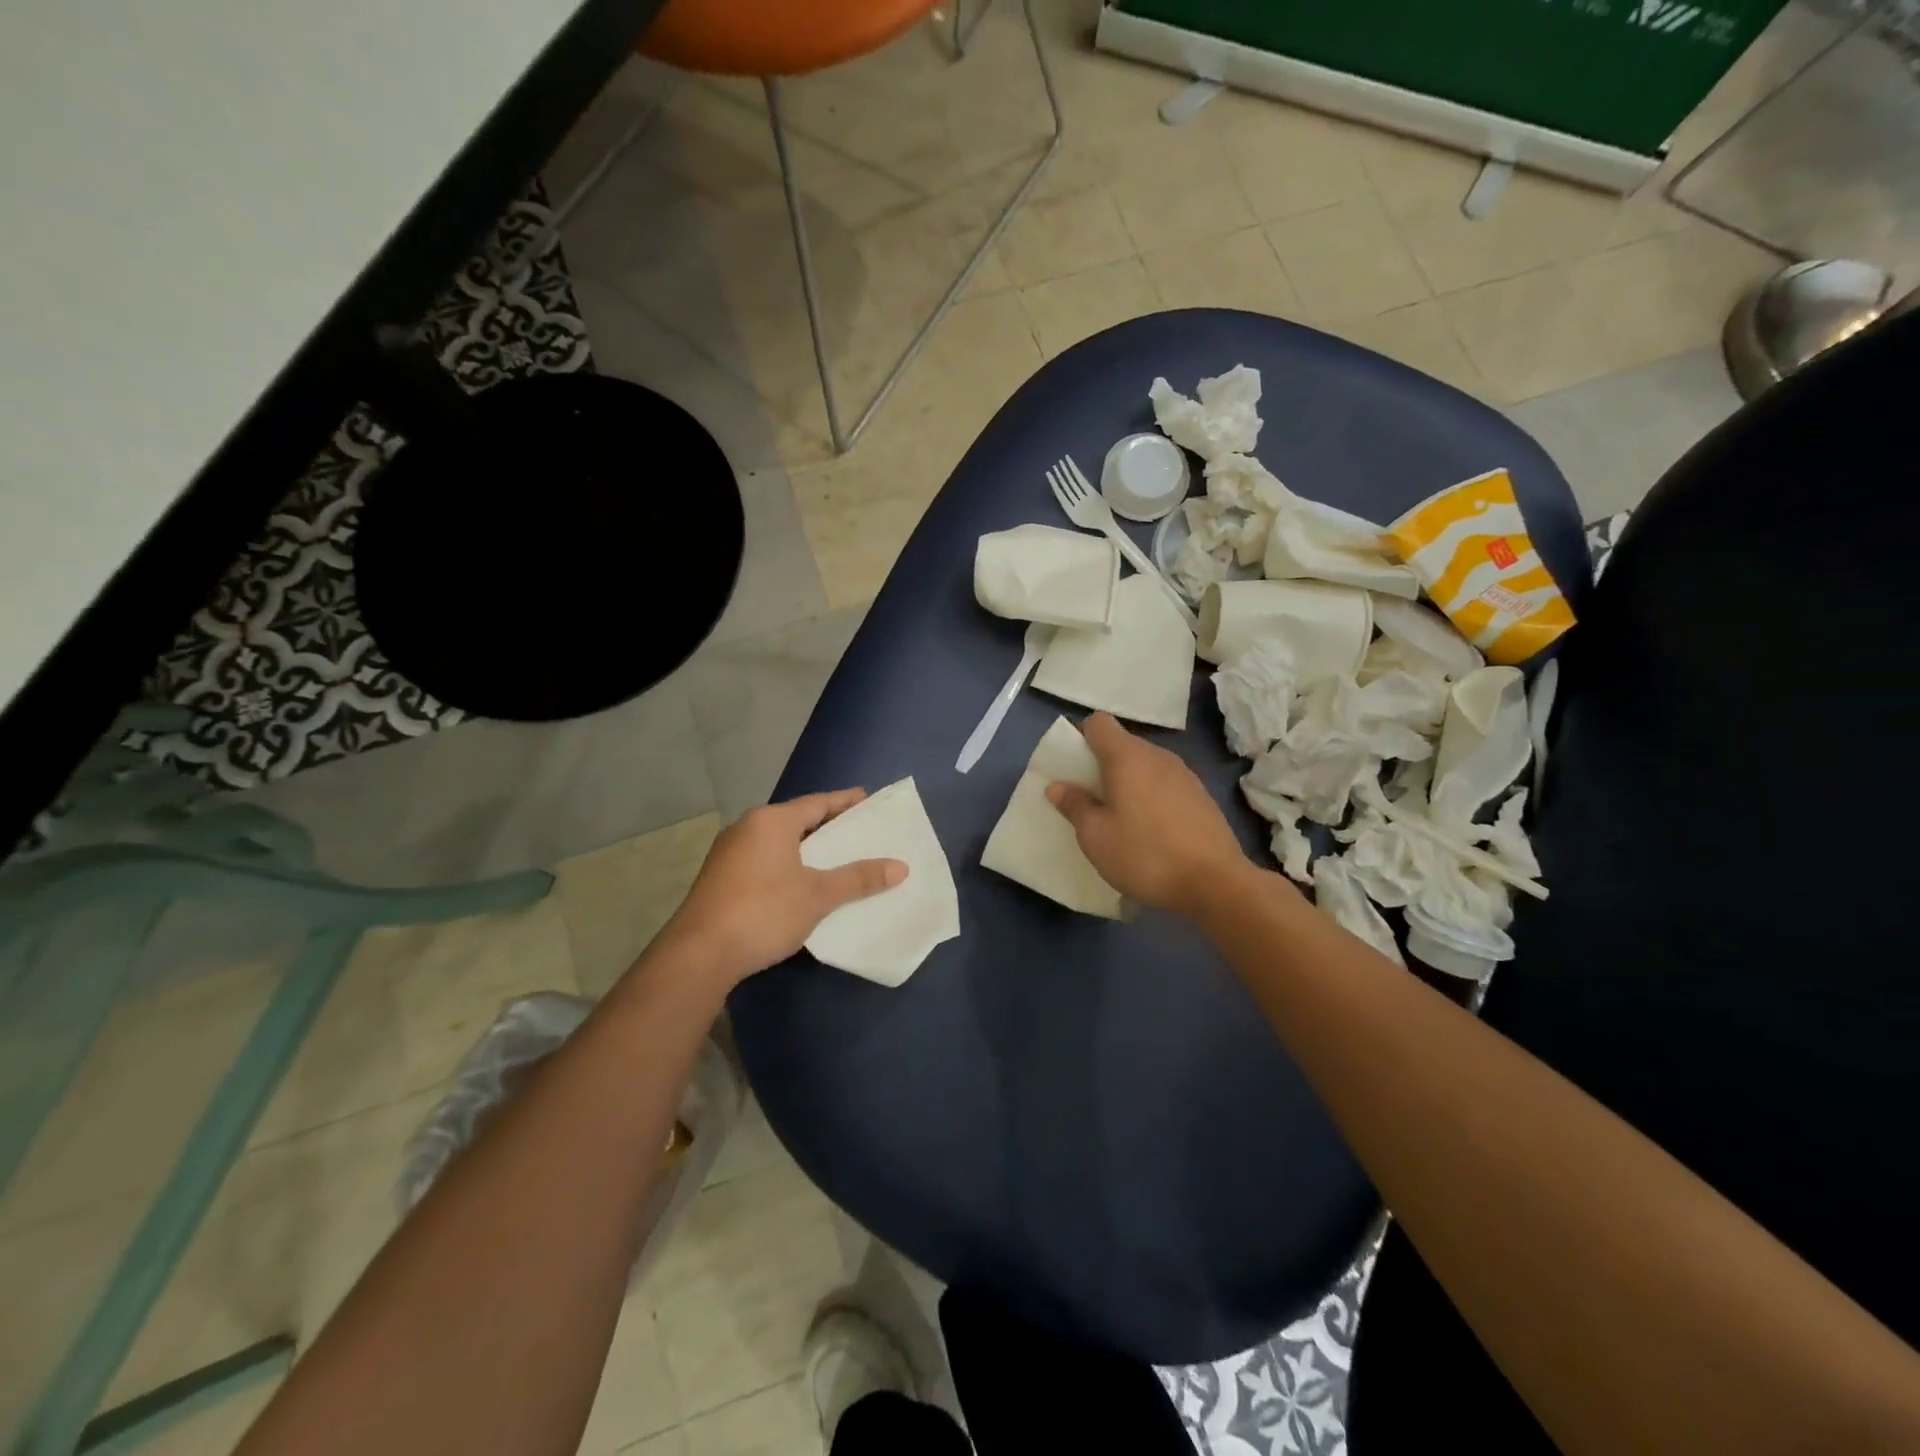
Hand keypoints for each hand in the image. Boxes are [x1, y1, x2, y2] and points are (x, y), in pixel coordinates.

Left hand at [652, 790, 905, 987]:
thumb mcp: (818, 895)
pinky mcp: (720, 877)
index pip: (818, 802)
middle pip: (797, 819)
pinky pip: (764, 859)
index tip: (869, 801)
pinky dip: (787, 864)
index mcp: (772, 821)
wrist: (698, 954)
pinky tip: (802, 882)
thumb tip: (901, 867)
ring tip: (836, 857)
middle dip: (828, 826)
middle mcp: (747, 827)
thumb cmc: (763, 912)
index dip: (846, 802)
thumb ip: (859, 878)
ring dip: (806, 848)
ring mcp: (729, 852)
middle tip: (859, 832)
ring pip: (779, 841)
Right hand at [1046, 713, 1251, 915]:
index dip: (1082, 738)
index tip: (1075, 768)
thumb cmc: (1145, 854)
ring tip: (1122, 819)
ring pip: (1146, 766)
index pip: (1099, 723)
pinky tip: (1152, 831)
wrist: (1215, 884)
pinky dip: (1153, 797)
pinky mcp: (1202, 796)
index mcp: (1127, 757)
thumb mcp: (1096, 837)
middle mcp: (1158, 756)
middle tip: (1092, 800)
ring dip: (1130, 783)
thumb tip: (1057, 786)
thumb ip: (1075, 806)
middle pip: (1123, 745)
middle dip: (1103, 765)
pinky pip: (1166, 785)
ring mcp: (1185, 775)